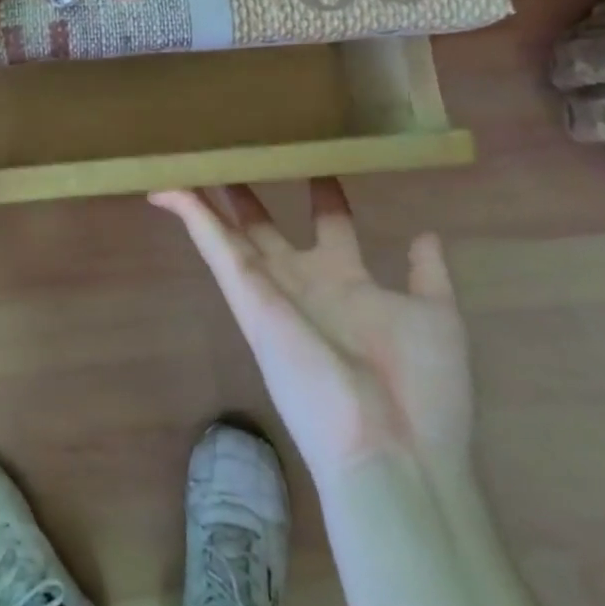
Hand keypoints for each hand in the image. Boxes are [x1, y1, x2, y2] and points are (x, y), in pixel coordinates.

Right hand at [152, 179, 471, 480]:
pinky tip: (168, 188)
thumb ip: (428, 274)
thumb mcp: (436, 318)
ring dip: (207, 200)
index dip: (323, 194)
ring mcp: (270, 288)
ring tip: (190, 163)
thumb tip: (426, 234)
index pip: (330, 225)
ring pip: (229, 233)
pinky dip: (190, 215)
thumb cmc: (421, 387)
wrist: (392, 449)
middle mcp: (303, 282)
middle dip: (249, 195)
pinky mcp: (246, 294)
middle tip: (235, 156)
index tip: (318, 162)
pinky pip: (213, 245)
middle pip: (266, 228)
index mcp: (348, 283)